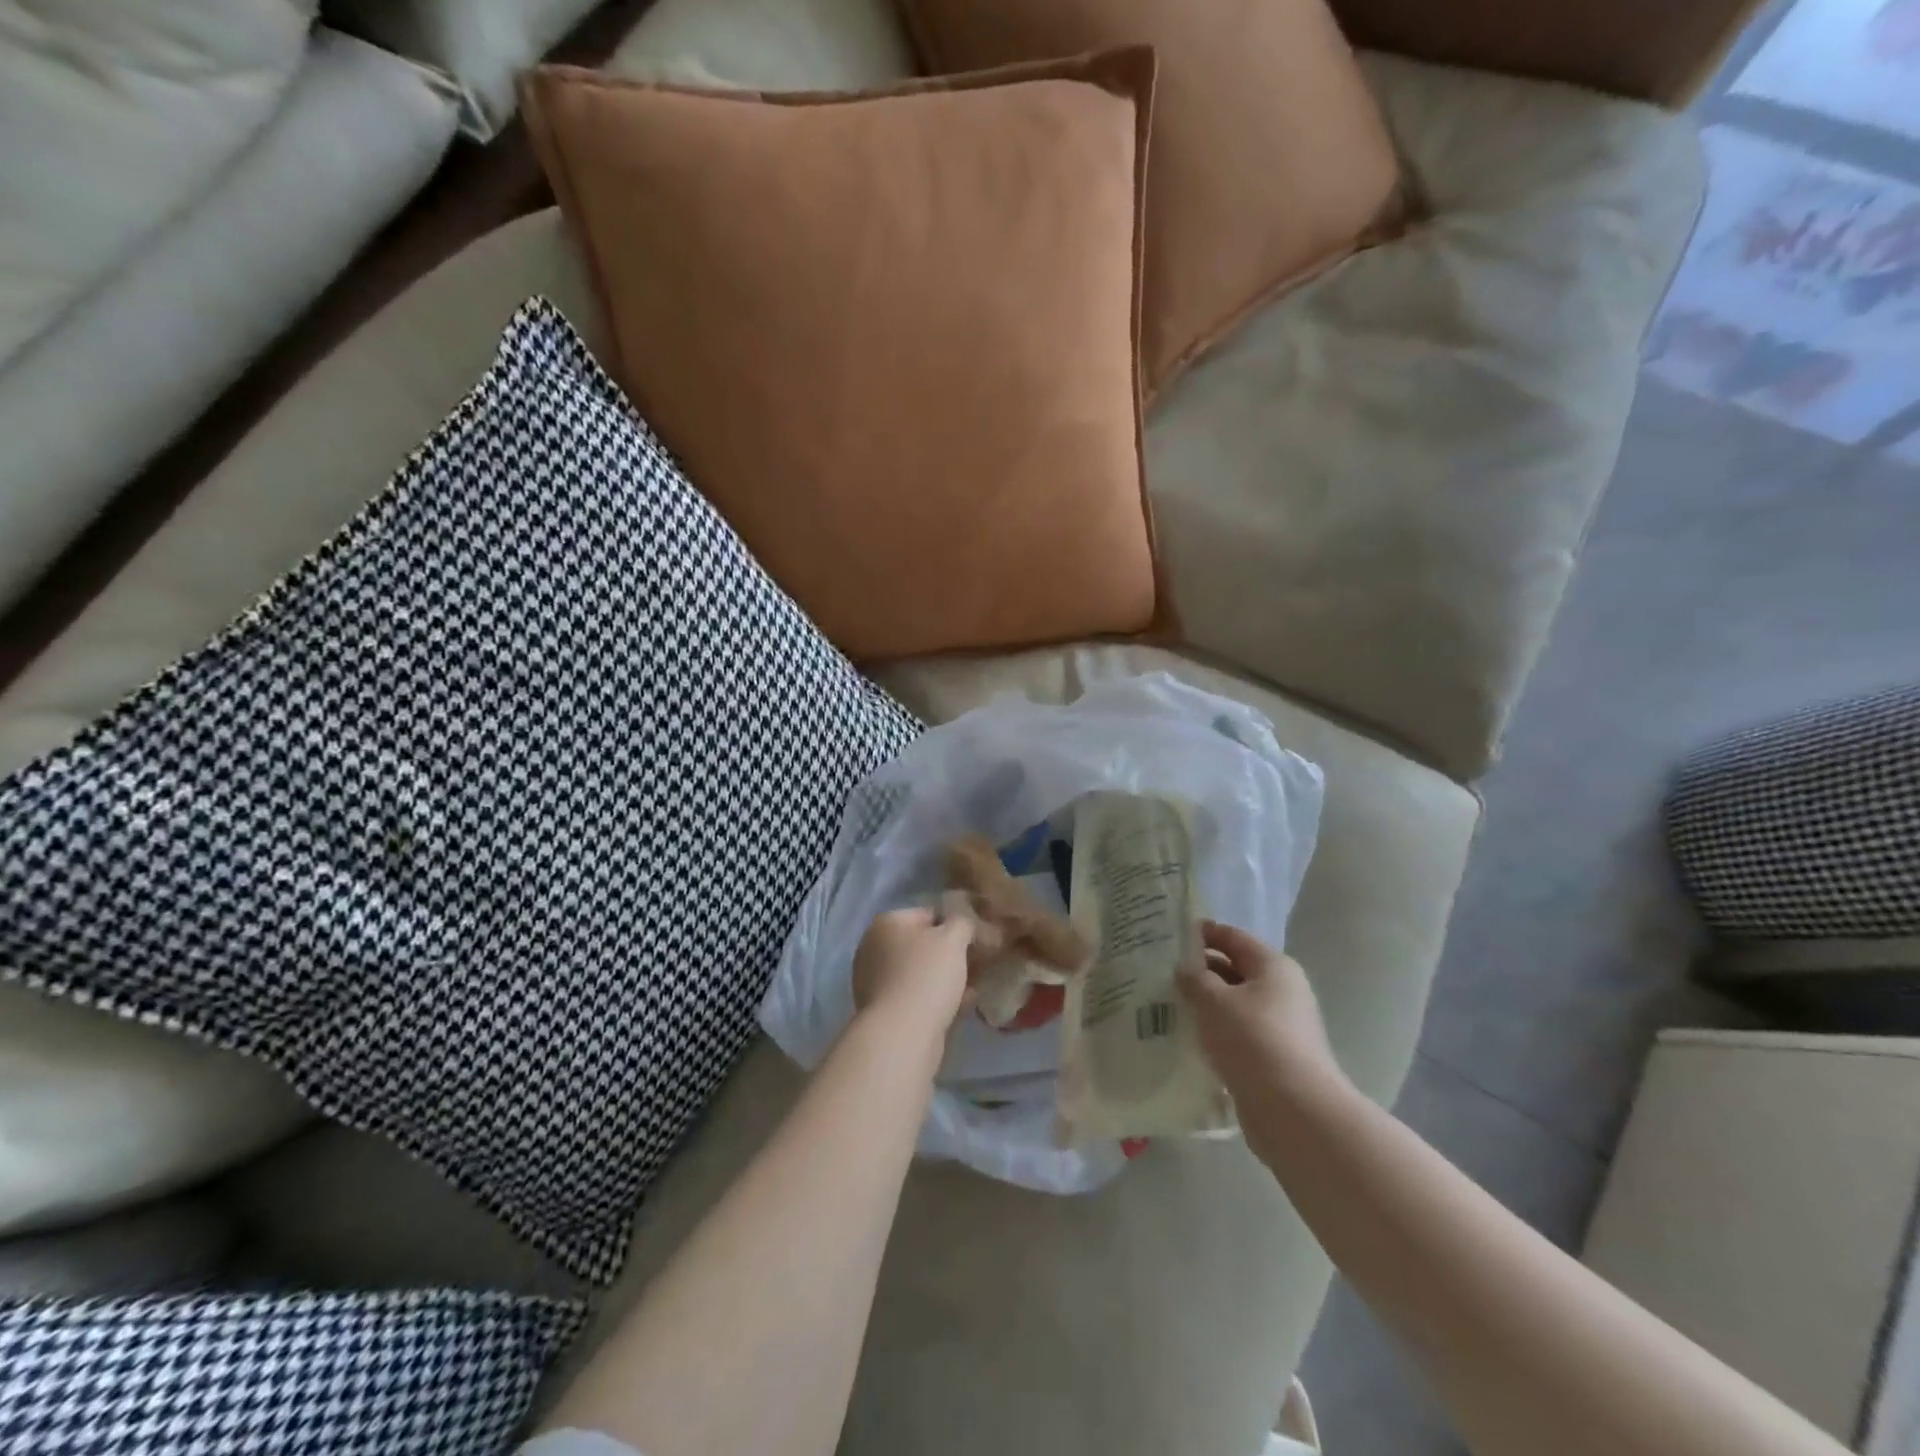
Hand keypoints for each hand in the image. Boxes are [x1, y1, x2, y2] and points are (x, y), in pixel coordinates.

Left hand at [851, 903, 974, 1027]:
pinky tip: (961, 1008)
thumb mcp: (953, 938)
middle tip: (980, 964)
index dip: (957, 924)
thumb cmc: (926, 975)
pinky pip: (916, 997)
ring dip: (947, 978)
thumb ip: (963, 922)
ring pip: (921, 973)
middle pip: (923, 945)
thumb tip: (965, 924)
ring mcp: (875, 981)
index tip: (979, 940)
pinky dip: (937, 999)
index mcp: (886, 923)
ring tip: (974, 988)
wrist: (901, 1035)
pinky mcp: (882, 1011)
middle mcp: (874, 948)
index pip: (929, 914)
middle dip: (952, 954)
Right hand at [1177, 921, 1345, 1100]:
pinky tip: (1186, 1038)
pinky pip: (1236, 1034)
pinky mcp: (1273, 1057)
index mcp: (1273, 966)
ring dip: (1204, 1005)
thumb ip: (1194, 979)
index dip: (1201, 933)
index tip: (1167, 937)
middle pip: (1234, 970)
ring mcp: (1280, 1026)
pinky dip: (1214, 1033)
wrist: (1295, 1111)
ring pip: (1233, 1005)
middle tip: (1159, 973)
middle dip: (1198, 971)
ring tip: (1165, 1005)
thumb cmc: (1253, 1040)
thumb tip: (1184, 969)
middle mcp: (1281, 991)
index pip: (1232, 936)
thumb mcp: (1214, 1001)